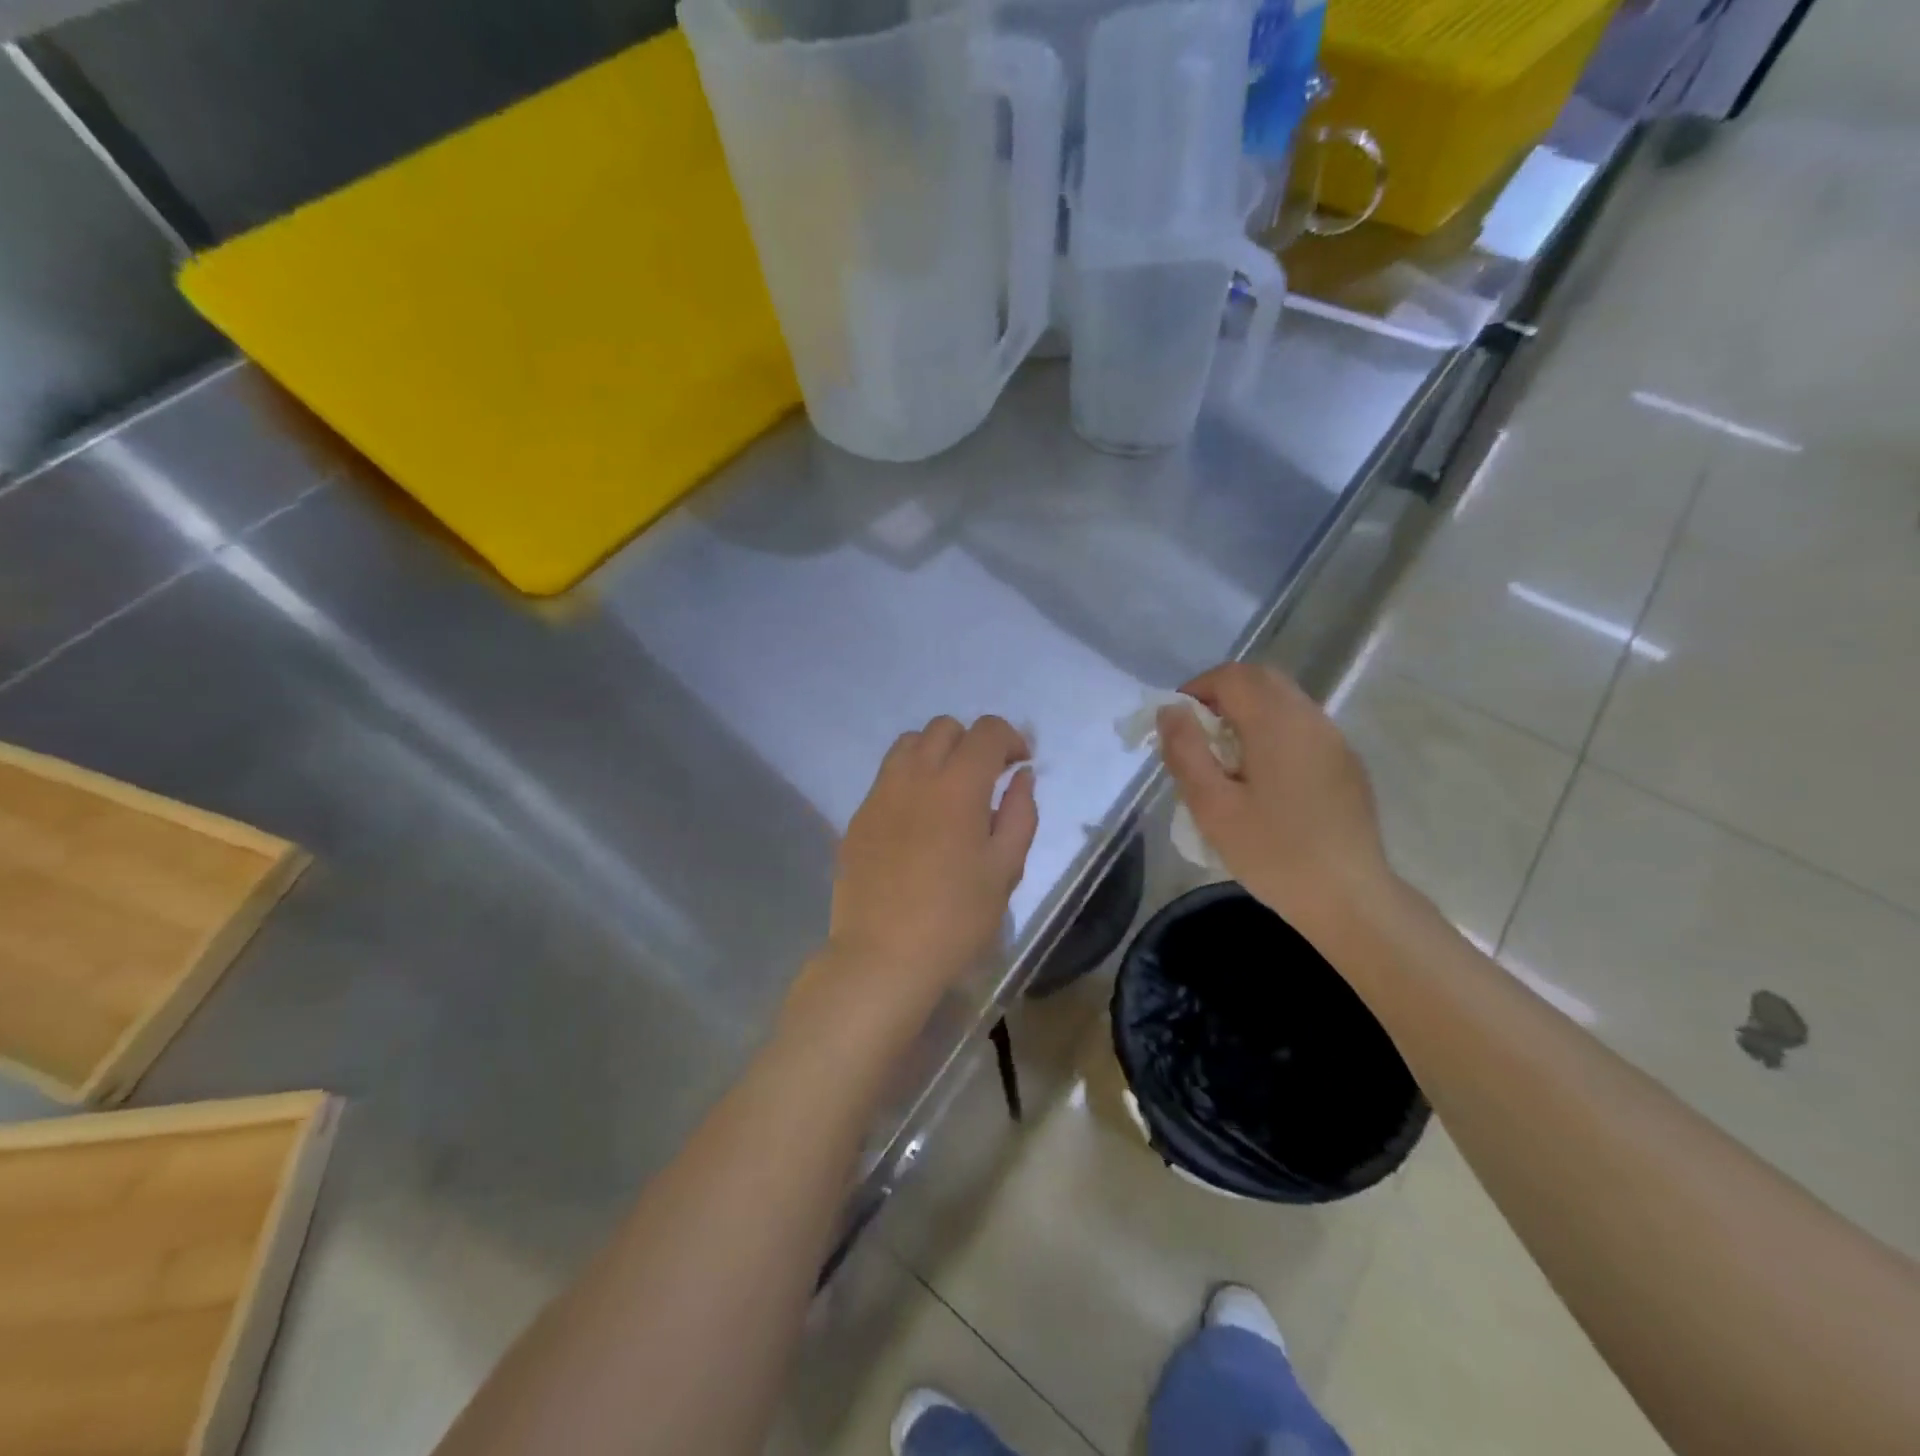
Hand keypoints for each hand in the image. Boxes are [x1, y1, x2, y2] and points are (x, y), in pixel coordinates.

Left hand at [816, 715, 1037, 1017]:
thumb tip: (1022, 777)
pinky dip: (909, 779)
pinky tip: (918, 820)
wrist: (883, 956)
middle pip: (944, 727)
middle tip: (987, 778)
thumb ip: (1020, 814)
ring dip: (936, 753)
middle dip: (972, 742)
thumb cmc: (956, 918)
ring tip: (949, 791)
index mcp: (958, 786)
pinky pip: (886, 777)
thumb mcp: (1005, 870)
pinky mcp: (858, 816)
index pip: (987, 732)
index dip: (1011, 738)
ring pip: (908, 744)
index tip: (1020, 765)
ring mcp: (880, 794)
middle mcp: (915, 776)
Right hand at [1157, 663, 1396, 935]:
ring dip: (1248, 712)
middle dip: (1222, 695)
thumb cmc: (1273, 852)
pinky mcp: (1346, 763)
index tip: (1176, 724)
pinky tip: (1263, 777)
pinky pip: (1302, 727)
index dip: (1196, 689)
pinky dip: (1272, 731)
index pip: (1231, 676)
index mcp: (1276, 723)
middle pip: (1261, 680)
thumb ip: (1186, 751)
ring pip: (1284, 700)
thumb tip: (1171, 711)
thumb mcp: (1212, 806)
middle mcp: (1310, 719)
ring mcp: (1334, 740)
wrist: (1349, 898)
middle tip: (1197, 735)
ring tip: (1226, 758)